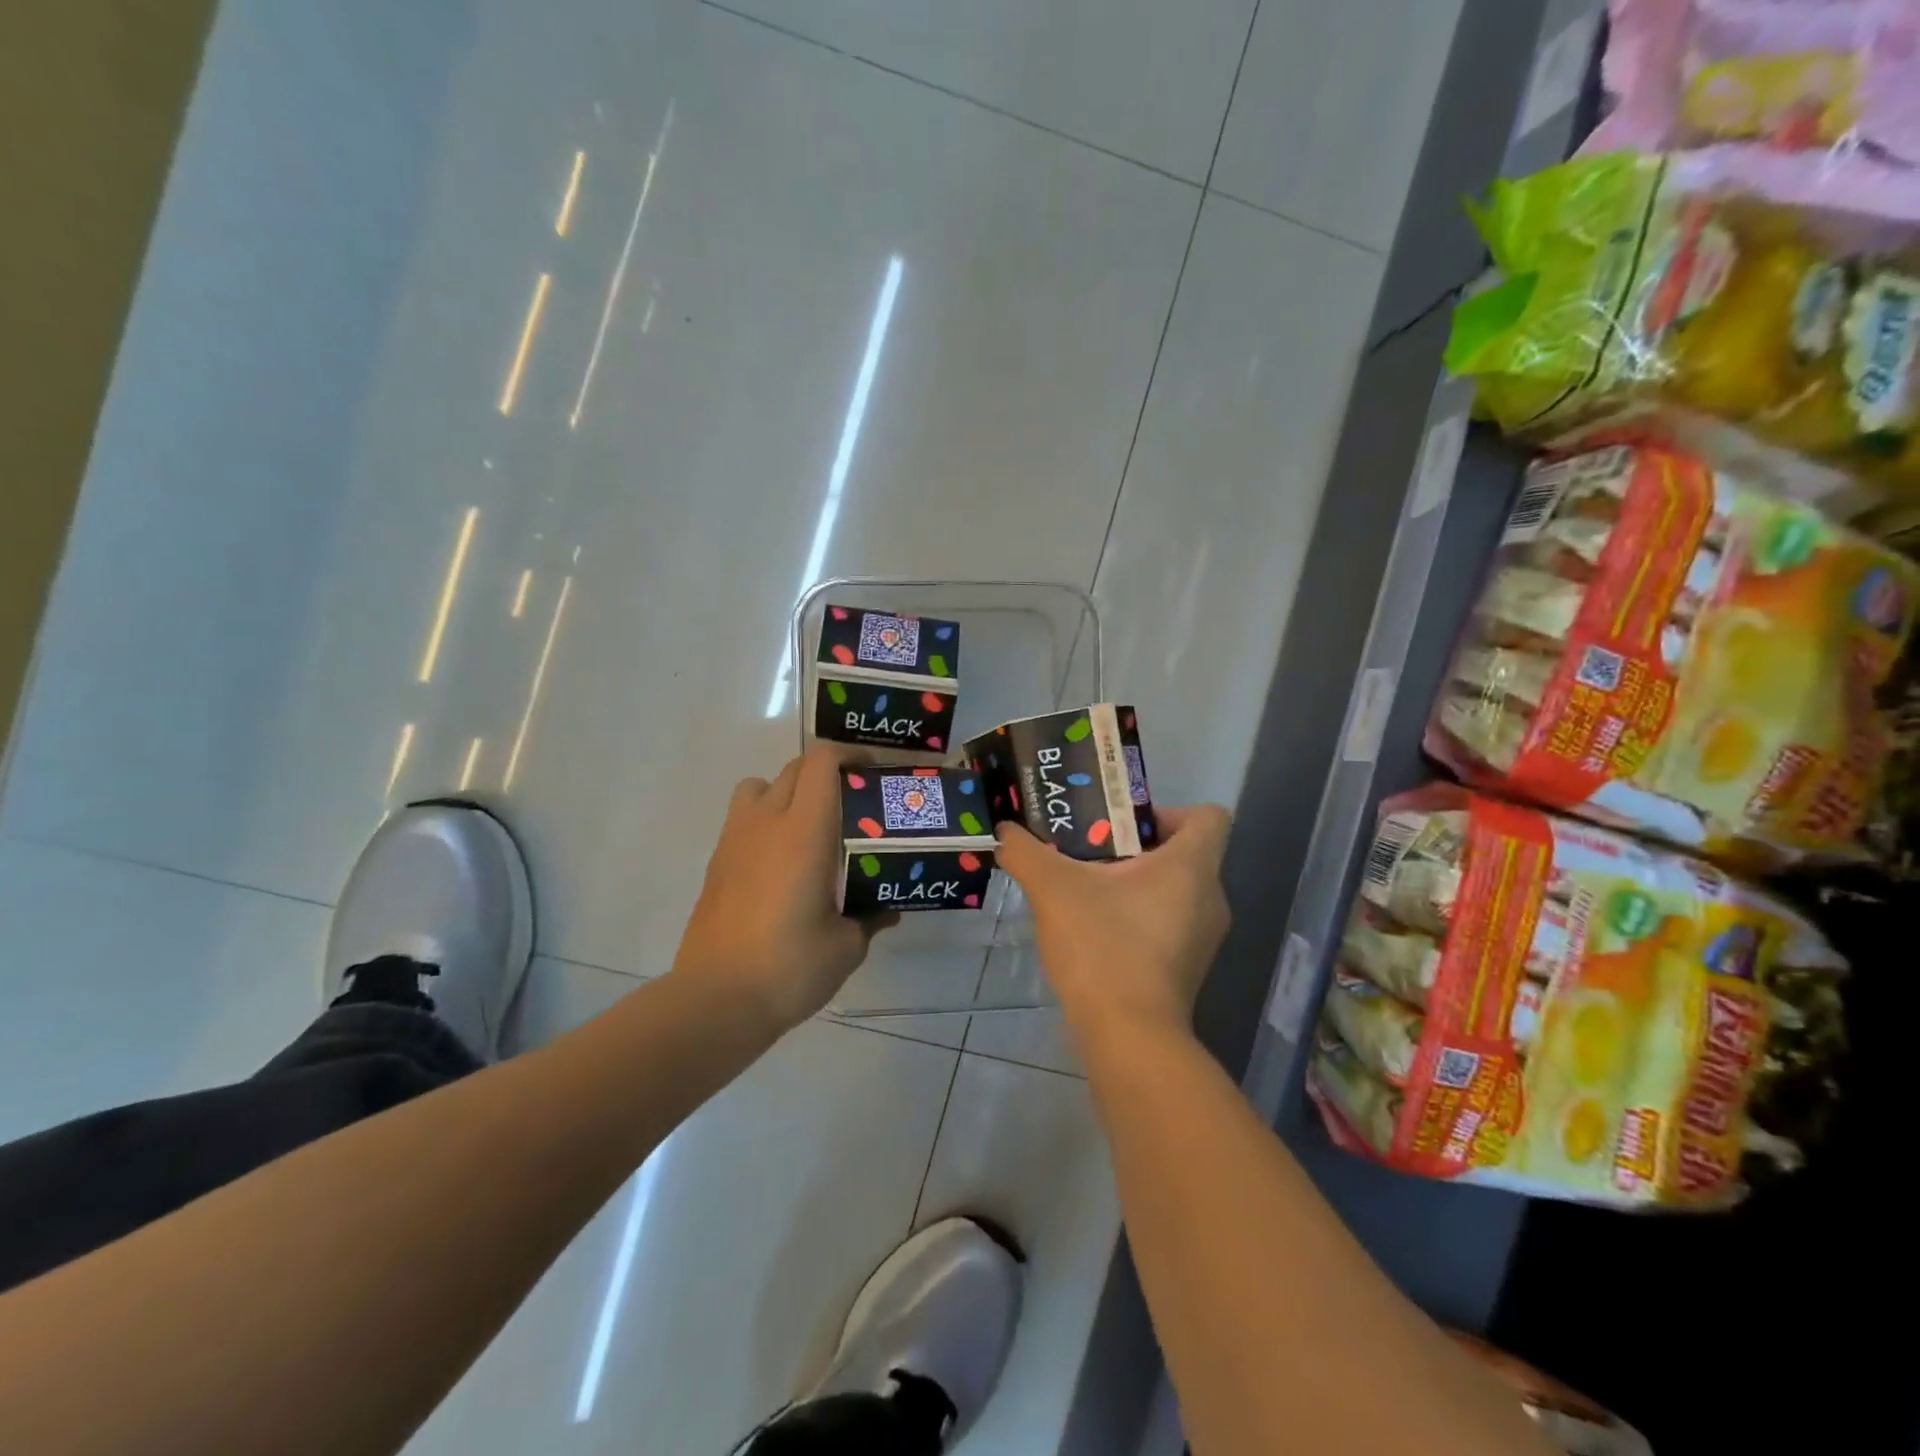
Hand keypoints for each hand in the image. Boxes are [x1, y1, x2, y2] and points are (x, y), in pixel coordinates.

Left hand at [674, 745, 875, 1031]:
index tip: (871, 773)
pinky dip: (765, 822)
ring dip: (787, 792)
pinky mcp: (715, 864)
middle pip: (794, 769)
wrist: (716, 1001)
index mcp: (804, 832)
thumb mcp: (847, 946)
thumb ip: (870, 918)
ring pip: (759, 787)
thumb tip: (886, 909)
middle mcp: (766, 823)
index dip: (849, 756)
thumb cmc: (790, 967)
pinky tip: (781, 864)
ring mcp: (734, 841)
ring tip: (809, 827)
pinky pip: (743, 820)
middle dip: (826, 773)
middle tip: (851, 802)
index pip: (821, 763)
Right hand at [996, 805, 1231, 1039]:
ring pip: (1175, 890)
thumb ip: (1026, 852)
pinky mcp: (1189, 969)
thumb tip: (1005, 831)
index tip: (1121, 825)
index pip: (1208, 815)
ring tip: (1087, 891)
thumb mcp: (1053, 889)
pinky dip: (1139, 918)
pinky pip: (1170, 923)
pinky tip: (1096, 931)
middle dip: (1136, 847)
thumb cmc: (1103, 947)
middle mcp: (1211, 897)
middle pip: (1185, 852)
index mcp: (1192, 866)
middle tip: (1089, 852)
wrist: (1128, 1037)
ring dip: (1135, 884)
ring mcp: (1204, 938)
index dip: (1166, 811)